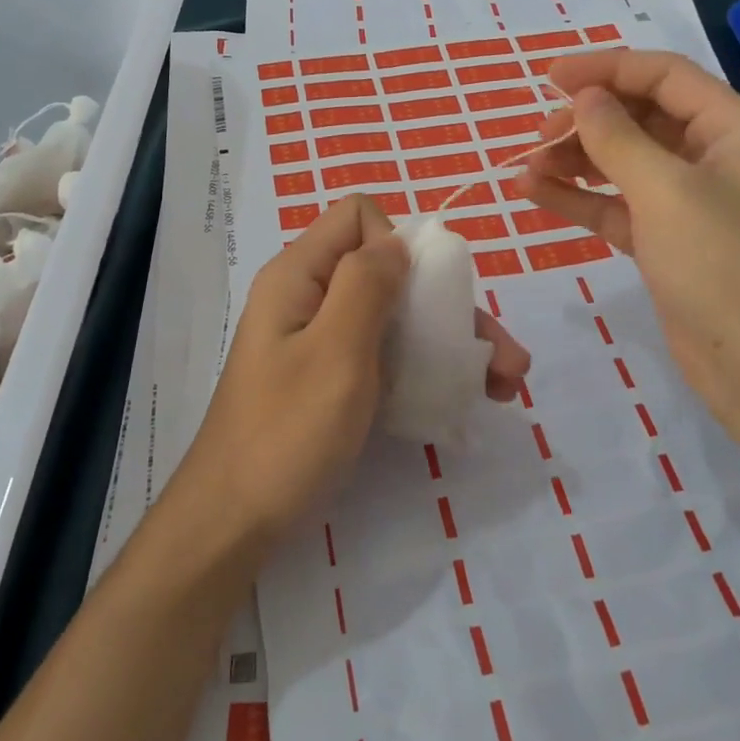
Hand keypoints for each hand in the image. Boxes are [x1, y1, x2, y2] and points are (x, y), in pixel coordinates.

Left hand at [181, 196, 529, 546]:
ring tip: (505, 385)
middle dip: (449, 305)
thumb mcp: (334, 351)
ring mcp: (321, 341)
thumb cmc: (287, 433)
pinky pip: (384, 354)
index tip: (419, 295)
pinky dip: (424, 367)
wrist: (234, 523)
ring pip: (394, 316)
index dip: (397, 243)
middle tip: (505, 358)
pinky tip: (465, 397)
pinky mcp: (331, 379)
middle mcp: (310, 297)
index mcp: (300, 275)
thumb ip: (366, 284)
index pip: (357, 216)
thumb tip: (398, 243)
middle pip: (387, 271)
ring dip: (450, 341)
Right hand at [517, 49, 739, 452]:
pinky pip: (619, 206)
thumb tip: (583, 98)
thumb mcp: (667, 191)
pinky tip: (535, 194)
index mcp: (735, 129)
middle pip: (642, 119)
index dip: (606, 69)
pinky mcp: (670, 244)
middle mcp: (716, 158)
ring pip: (626, 164)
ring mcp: (692, 205)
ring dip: (577, 161)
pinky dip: (581, 198)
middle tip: (538, 138)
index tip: (549, 78)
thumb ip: (618, 138)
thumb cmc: (726, 266)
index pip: (664, 77)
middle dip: (587, 121)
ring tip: (527, 169)